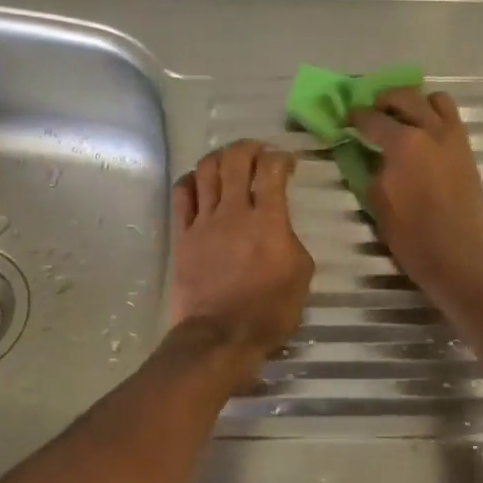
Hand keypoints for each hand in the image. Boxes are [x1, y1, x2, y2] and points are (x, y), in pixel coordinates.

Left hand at [169, 140, 313, 376]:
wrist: (220, 335)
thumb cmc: (268, 310)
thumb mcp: (300, 275)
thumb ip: (291, 241)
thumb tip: (279, 229)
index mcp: (268, 220)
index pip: (272, 170)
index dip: (281, 157)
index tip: (288, 163)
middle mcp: (234, 211)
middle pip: (235, 160)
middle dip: (249, 148)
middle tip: (259, 152)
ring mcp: (204, 221)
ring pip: (206, 170)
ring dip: (220, 157)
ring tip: (230, 161)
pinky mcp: (183, 235)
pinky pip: (182, 195)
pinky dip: (192, 180)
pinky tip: (200, 181)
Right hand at [349, 88, 482, 305]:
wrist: (458, 253)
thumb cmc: (411, 234)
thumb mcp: (377, 201)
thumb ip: (371, 169)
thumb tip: (368, 154)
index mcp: (403, 143)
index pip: (372, 119)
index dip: (355, 117)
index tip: (346, 119)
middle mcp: (430, 131)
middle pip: (405, 97)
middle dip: (384, 100)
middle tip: (373, 112)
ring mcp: (453, 138)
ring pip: (436, 100)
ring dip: (415, 102)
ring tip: (404, 117)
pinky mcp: (467, 150)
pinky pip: (451, 118)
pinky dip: (435, 116)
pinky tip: (424, 134)